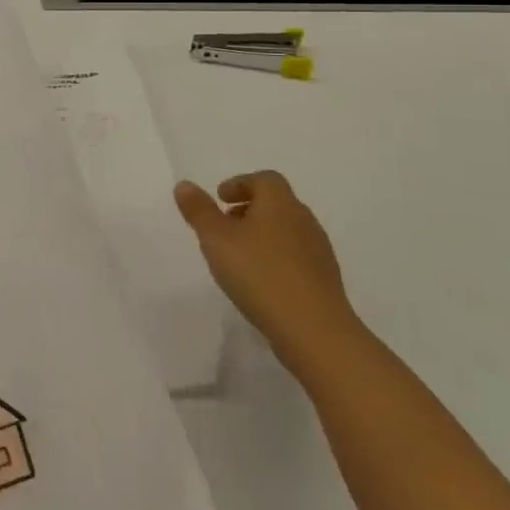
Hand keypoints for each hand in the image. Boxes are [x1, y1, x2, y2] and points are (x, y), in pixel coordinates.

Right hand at [174, 171, 360, 373]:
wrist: (314, 330)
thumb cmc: (259, 274)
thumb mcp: (216, 239)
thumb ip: (199, 210)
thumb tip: (184, 185)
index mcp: (280, 203)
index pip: (264, 179)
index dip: (240, 184)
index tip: (220, 199)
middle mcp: (303, 220)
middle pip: (276, 203)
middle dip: (249, 209)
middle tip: (225, 226)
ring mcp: (318, 251)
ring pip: (287, 231)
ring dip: (263, 235)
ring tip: (239, 256)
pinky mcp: (324, 279)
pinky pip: (296, 257)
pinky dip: (276, 258)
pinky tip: (261, 281)